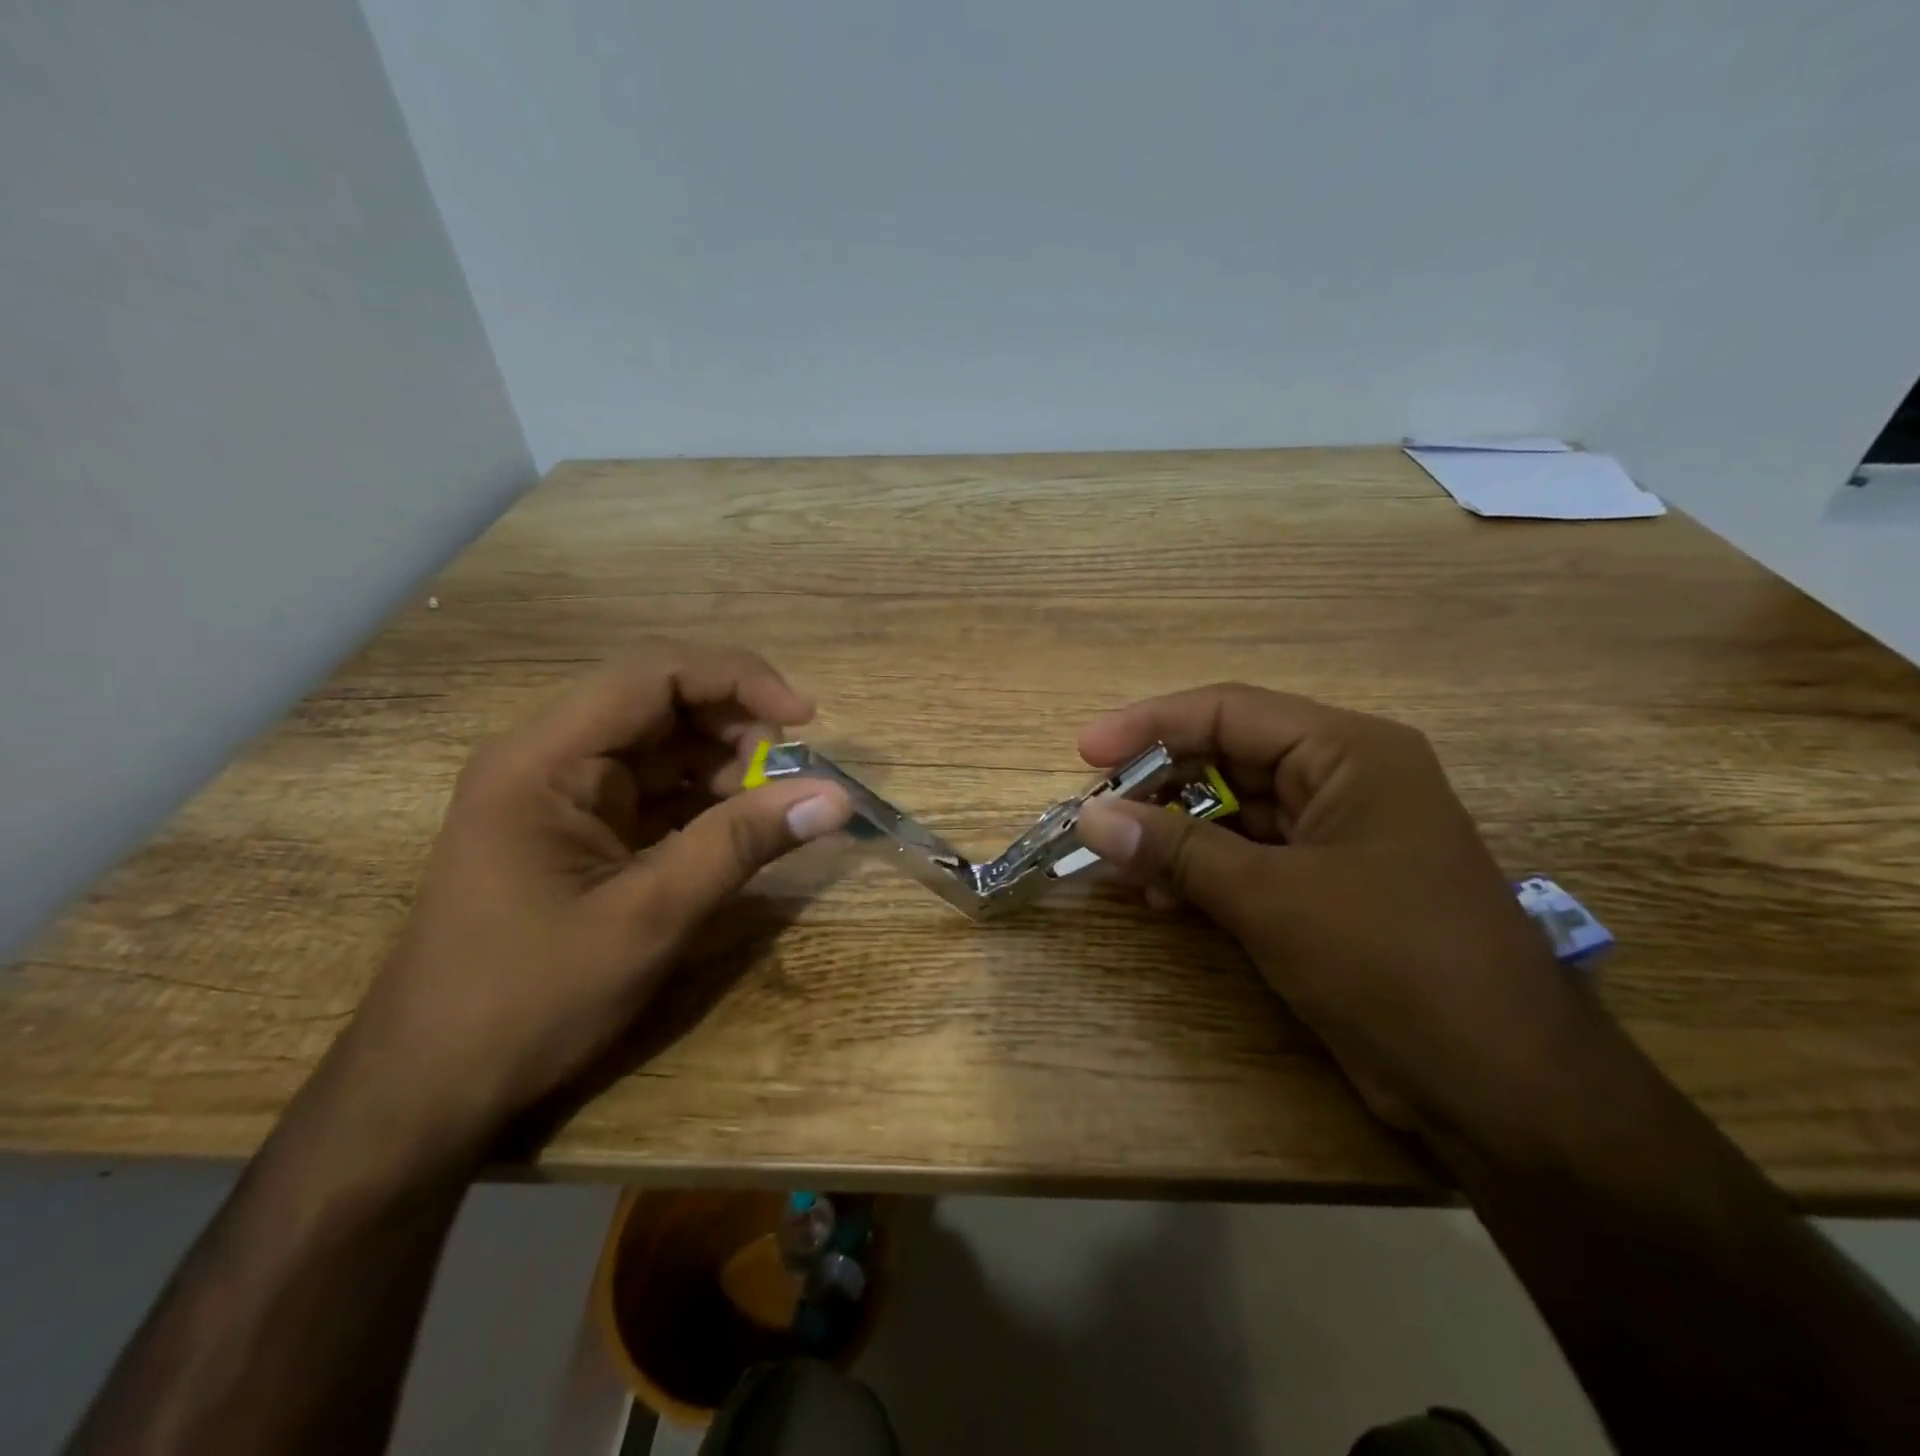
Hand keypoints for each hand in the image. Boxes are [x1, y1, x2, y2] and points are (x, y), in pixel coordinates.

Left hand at [329, 642, 852, 1162]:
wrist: (432, 1089)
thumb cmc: (530, 999)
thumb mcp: (651, 916)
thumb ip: (743, 844)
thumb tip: (837, 797)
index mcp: (545, 759)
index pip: (653, 674)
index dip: (738, 680)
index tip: (806, 719)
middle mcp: (549, 759)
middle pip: (660, 702)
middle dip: (736, 727)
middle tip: (791, 776)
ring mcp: (562, 795)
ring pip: (663, 747)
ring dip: (726, 766)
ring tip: (772, 809)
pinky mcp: (579, 830)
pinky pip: (655, 791)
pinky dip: (705, 801)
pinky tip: (739, 829)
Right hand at [1074, 684, 1604, 1139]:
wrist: (1502, 1088)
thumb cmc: (1393, 964)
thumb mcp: (1272, 898)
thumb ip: (1176, 850)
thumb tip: (1089, 817)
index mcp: (1349, 752)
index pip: (1230, 712)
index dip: (1150, 725)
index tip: (1085, 752)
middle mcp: (1344, 779)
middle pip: (1228, 757)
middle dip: (1158, 785)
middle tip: (1095, 814)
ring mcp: (1337, 835)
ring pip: (1233, 810)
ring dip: (1173, 833)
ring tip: (1117, 863)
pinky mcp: (1327, 886)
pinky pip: (1247, 856)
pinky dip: (1200, 869)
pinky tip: (1158, 896)